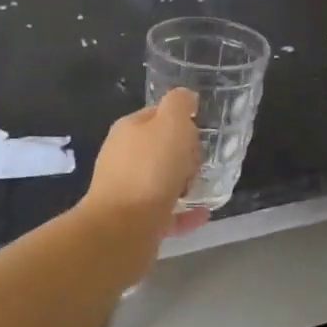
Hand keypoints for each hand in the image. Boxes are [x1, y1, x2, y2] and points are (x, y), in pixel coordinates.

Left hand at [85, 89, 207, 235]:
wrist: (122, 228)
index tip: (200, 134)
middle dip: (184, 155)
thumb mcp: (171, 123)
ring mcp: (127, 191)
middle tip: (200, 163)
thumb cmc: (150, 170)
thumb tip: (186, 98)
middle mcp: (123, 158)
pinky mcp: (134, 221)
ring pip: (161, 181)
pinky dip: (185, 212)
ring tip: (204, 187)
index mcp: (128, 130)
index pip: (158, 115)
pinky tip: (203, 213)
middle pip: (160, 149)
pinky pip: (166, 213)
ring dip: (184, 183)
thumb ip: (180, 104)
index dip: (182, 121)